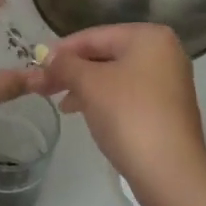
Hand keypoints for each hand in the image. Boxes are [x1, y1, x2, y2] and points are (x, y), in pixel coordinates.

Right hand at [40, 23, 205, 205]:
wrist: (169, 170)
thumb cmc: (128, 115)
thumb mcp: (89, 83)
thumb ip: (65, 64)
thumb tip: (49, 57)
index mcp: (149, 37)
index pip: (95, 35)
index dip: (62, 50)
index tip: (36, 65)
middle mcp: (164, 53)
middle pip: (106, 54)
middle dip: (73, 71)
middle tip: (43, 87)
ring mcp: (169, 82)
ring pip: (115, 76)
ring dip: (85, 87)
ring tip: (62, 105)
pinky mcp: (167, 109)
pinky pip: (128, 95)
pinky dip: (104, 100)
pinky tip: (85, 113)